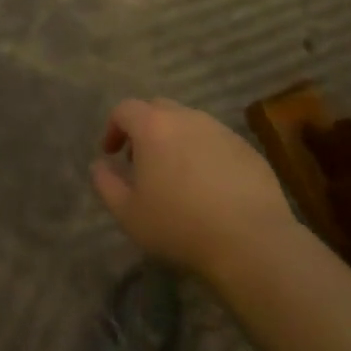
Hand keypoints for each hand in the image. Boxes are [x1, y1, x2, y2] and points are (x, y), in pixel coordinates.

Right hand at [92, 98, 297, 281]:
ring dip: (176, 140)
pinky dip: (204, 154)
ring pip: (190, 123)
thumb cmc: (180, 225)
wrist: (251, 241)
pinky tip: (209, 187)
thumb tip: (99, 165)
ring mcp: (221, 130)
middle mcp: (187, 118)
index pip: (125, 109)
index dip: (113, 128)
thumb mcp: (129, 213)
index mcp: (154, 127)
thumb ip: (106, 184)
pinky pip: (216, 141)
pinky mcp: (247, 148)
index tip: (111, 154)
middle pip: (158, 109)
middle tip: (142, 162)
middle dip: (144, 129)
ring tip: (176, 176)